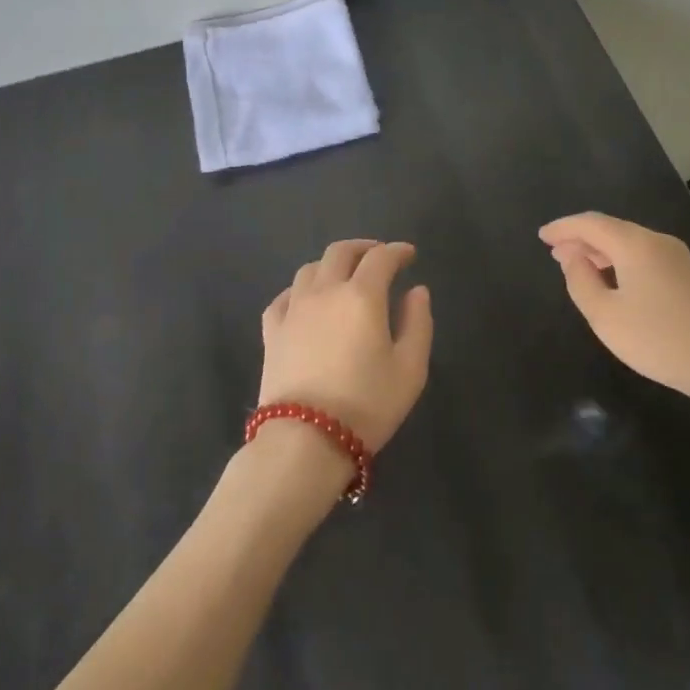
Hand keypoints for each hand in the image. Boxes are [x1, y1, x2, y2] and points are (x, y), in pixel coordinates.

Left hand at [259, 240, 433, 451]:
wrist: (304, 442)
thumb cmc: (366, 405)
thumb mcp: (410, 369)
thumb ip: (418, 323)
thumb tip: (417, 290)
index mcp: (362, 295)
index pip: (381, 258)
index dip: (397, 251)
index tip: (409, 254)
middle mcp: (326, 291)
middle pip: (341, 252)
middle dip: (363, 248)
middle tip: (378, 256)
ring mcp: (294, 309)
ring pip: (310, 269)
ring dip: (331, 265)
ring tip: (343, 277)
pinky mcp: (272, 332)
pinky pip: (284, 297)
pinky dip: (300, 290)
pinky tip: (306, 301)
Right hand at [540, 213, 689, 420]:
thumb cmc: (663, 341)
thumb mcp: (608, 318)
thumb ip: (582, 283)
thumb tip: (573, 259)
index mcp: (634, 244)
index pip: (590, 223)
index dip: (563, 228)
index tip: (542, 236)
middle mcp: (656, 241)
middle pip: (610, 230)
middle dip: (580, 239)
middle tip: (555, 254)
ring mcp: (678, 257)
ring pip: (629, 243)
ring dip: (601, 252)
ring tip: (579, 267)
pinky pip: (644, 257)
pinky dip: (620, 262)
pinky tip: (614, 282)